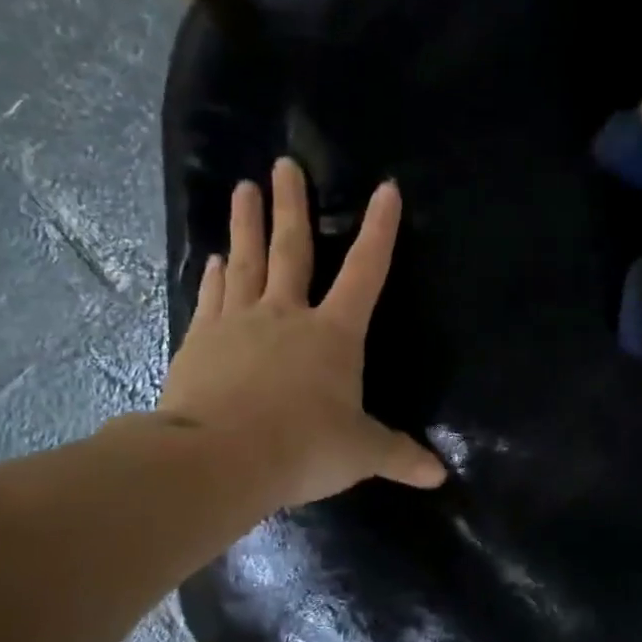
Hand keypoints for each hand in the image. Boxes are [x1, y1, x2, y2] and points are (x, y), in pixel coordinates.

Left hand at [156, 158, 445, 509]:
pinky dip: (217, 275)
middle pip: (292, 250)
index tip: (386, 189)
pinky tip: (216, 259)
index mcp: (333, 335)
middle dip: (291, 206)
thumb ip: (399, 456)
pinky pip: (213, 297)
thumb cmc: (303, 447)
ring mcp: (238, 323)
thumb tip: (440, 476)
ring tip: (244, 189)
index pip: (366, 273)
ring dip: (246, 225)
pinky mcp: (201, 342)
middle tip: (284, 165)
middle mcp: (287, 316)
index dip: (380, 231)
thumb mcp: (361, 454)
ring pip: (246, 262)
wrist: (218, 459)